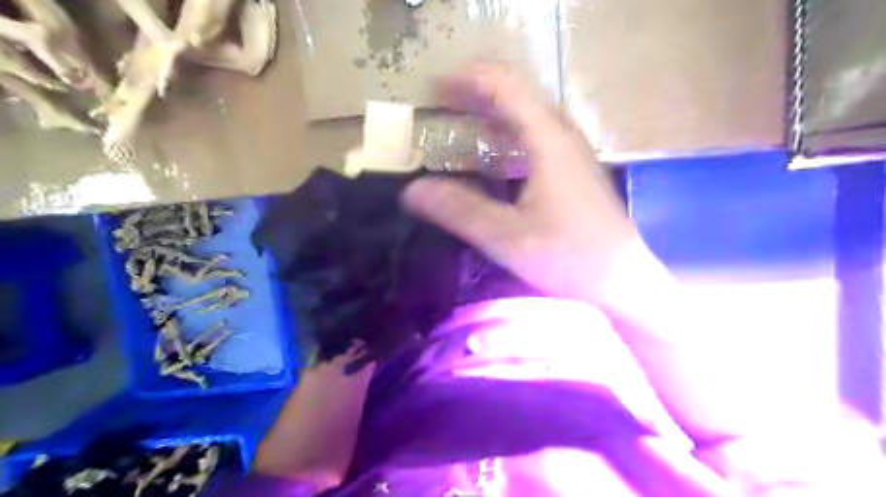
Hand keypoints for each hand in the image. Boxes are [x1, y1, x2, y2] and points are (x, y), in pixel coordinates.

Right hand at [404, 61, 668, 310]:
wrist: (621, 279)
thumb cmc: (569, 257)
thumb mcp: (507, 237)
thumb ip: (460, 210)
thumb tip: (412, 191)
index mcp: (547, 140)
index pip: (505, 86)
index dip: (467, 80)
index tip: (433, 91)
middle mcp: (563, 134)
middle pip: (517, 94)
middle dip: (475, 93)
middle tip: (439, 107)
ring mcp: (572, 150)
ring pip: (527, 114)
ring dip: (491, 112)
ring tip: (458, 125)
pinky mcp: (574, 168)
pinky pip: (536, 134)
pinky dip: (507, 133)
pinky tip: (493, 156)